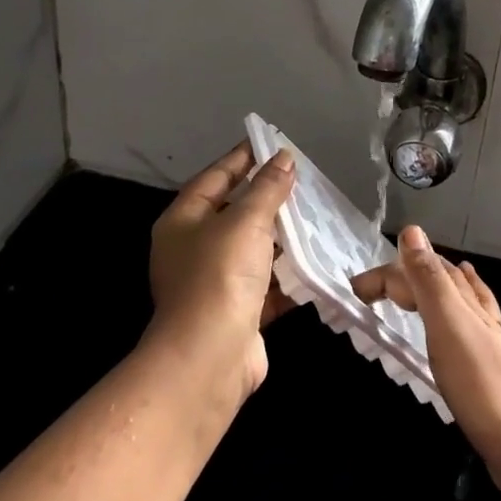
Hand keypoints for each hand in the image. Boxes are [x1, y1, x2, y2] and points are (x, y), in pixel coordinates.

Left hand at [146, 144, 297, 400]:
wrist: (210, 359)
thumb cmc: (220, 275)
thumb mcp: (246, 220)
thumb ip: (267, 188)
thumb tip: (284, 158)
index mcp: (183, 221)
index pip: (215, 177)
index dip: (242, 158)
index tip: (270, 141)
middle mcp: (193, 250)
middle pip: (234, 213)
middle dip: (267, 197)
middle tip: (301, 179)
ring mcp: (215, 284)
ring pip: (253, 250)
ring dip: (282, 237)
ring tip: (316, 215)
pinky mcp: (239, 312)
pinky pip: (268, 284)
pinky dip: (289, 274)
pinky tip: (316, 260)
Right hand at [353, 227, 500, 498]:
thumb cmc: (483, 382)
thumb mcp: (448, 324)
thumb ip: (429, 280)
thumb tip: (411, 230)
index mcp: (463, 299)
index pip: (420, 270)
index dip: (387, 275)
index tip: (354, 292)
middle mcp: (477, 313)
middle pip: (440, 280)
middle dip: (408, 275)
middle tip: (374, 291)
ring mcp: (487, 343)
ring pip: (457, 303)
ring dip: (433, 291)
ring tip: (417, 288)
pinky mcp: (489, 372)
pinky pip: (466, 331)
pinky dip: (457, 318)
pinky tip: (463, 327)